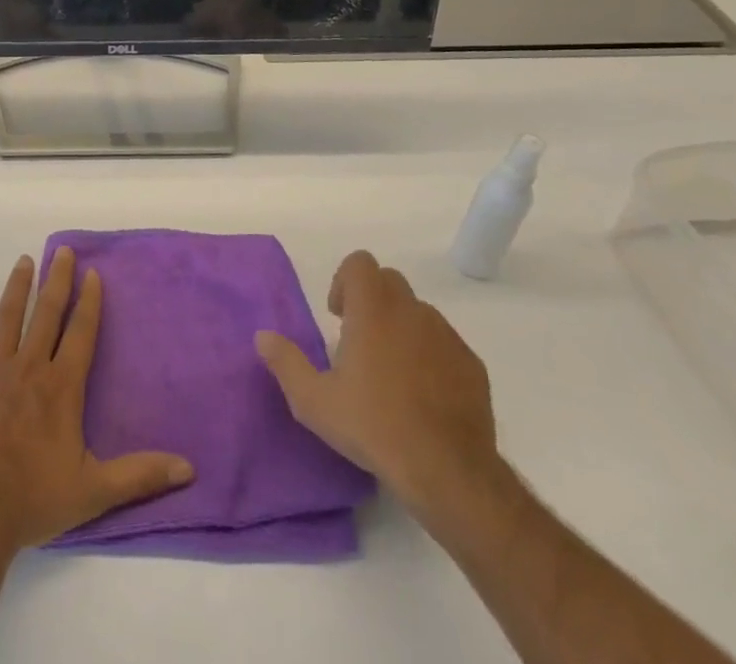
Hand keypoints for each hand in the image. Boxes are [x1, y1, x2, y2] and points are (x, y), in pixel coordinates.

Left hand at [0, 249, 194, 570]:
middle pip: (46, 315)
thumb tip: (187, 468)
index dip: (89, 302)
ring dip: (17, 289)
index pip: (80, 333)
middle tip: (62, 251)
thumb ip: (140, 475)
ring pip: (8, 320)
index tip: (92, 272)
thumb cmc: (33, 502)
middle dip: (56, 280)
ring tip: (23, 261)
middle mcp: (28, 369)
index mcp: (61, 387)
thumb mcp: (94, 491)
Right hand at [255, 251, 502, 530]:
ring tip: (390, 374)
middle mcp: (411, 311)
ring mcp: (446, 336)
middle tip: (358, 342)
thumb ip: (286, 363)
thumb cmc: (374, 427)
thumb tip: (263, 336)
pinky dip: (430, 356)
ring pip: (418, 313)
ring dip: (401, 328)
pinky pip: (444, 345)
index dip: (344, 281)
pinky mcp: (472, 365)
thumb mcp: (314, 402)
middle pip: (389, 282)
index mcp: (373, 309)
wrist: (449, 472)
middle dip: (371, 301)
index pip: (360, 263)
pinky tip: (422, 397)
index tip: (338, 317)